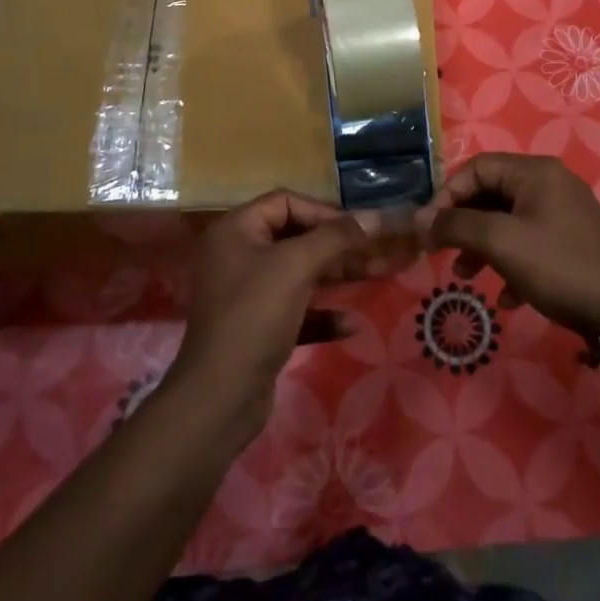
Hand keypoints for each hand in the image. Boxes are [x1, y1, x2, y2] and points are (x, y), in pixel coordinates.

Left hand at [170, 190, 416, 435]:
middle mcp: (239, 256)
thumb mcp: (297, 266)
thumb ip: (338, 237)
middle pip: (297, 238)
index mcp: (236, 230)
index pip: (286, 202)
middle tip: (380, 250)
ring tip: (380, 275)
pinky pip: (297, 310)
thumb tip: (377, 216)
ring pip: (301, 274)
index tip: (358, 227)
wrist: (220, 398)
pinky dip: (323, 313)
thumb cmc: (255, 316)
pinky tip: (350, 325)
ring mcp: (248, 294)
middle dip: (340, 245)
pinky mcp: (259, 329)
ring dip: (339, 275)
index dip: (324, 211)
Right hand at [415, 154, 599, 335]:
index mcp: (535, 173)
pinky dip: (511, 264)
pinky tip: (507, 298)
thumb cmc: (558, 265)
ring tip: (466, 277)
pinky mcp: (573, 243)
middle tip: (442, 251)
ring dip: (483, 247)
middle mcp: (550, 184)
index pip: (477, 168)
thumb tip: (422, 220)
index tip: (430, 228)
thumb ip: (457, 225)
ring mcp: (564, 214)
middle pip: (492, 194)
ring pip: (509, 222)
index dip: (447, 194)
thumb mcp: (501, 242)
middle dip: (464, 224)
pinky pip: (530, 244)